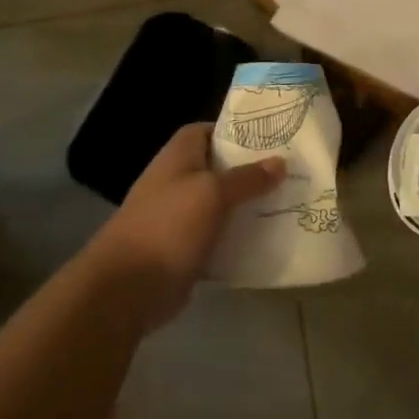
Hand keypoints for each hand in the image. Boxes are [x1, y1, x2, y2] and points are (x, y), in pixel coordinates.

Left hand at [88, 123, 283, 325]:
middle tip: (290, 171)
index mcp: (178, 156)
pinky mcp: (185, 248)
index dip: (235, 132)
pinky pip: (218, 236)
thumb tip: (280, 161)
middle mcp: (177, 181)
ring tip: (288, 202)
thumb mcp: (212, 194)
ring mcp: (179, 216)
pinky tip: (269, 239)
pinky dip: (238, 237)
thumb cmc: (168, 225)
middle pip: (218, 168)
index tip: (269, 138)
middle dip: (250, 170)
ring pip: (220, 204)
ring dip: (247, 205)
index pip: (207, 131)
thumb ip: (247, 178)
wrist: (128, 287)